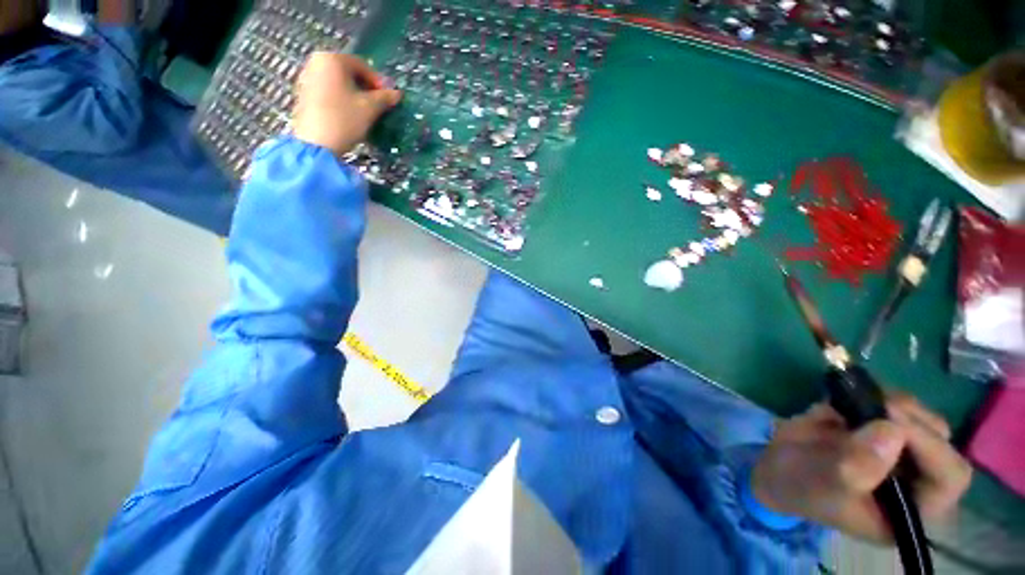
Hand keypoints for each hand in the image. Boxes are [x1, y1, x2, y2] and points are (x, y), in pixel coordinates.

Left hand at [292, 52, 401, 155]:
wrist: (316, 143)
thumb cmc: (344, 119)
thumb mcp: (369, 108)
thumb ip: (385, 98)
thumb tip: (397, 93)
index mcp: (332, 59)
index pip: (362, 65)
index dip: (378, 82)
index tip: (387, 98)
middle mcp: (316, 63)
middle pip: (347, 72)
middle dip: (364, 88)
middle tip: (377, 105)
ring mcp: (306, 78)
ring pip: (337, 82)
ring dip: (353, 94)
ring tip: (364, 112)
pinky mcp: (302, 94)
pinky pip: (327, 91)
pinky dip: (340, 99)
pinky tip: (348, 115)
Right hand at [752, 394, 971, 542]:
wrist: (777, 468)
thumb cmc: (802, 488)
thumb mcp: (824, 485)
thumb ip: (857, 467)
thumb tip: (892, 430)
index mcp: (913, 508)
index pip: (950, 477)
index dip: (931, 447)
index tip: (889, 421)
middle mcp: (917, 479)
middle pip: (939, 439)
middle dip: (909, 418)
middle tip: (872, 405)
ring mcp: (901, 451)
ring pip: (920, 416)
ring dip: (890, 403)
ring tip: (851, 403)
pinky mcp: (882, 428)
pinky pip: (893, 404)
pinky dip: (872, 395)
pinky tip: (842, 402)